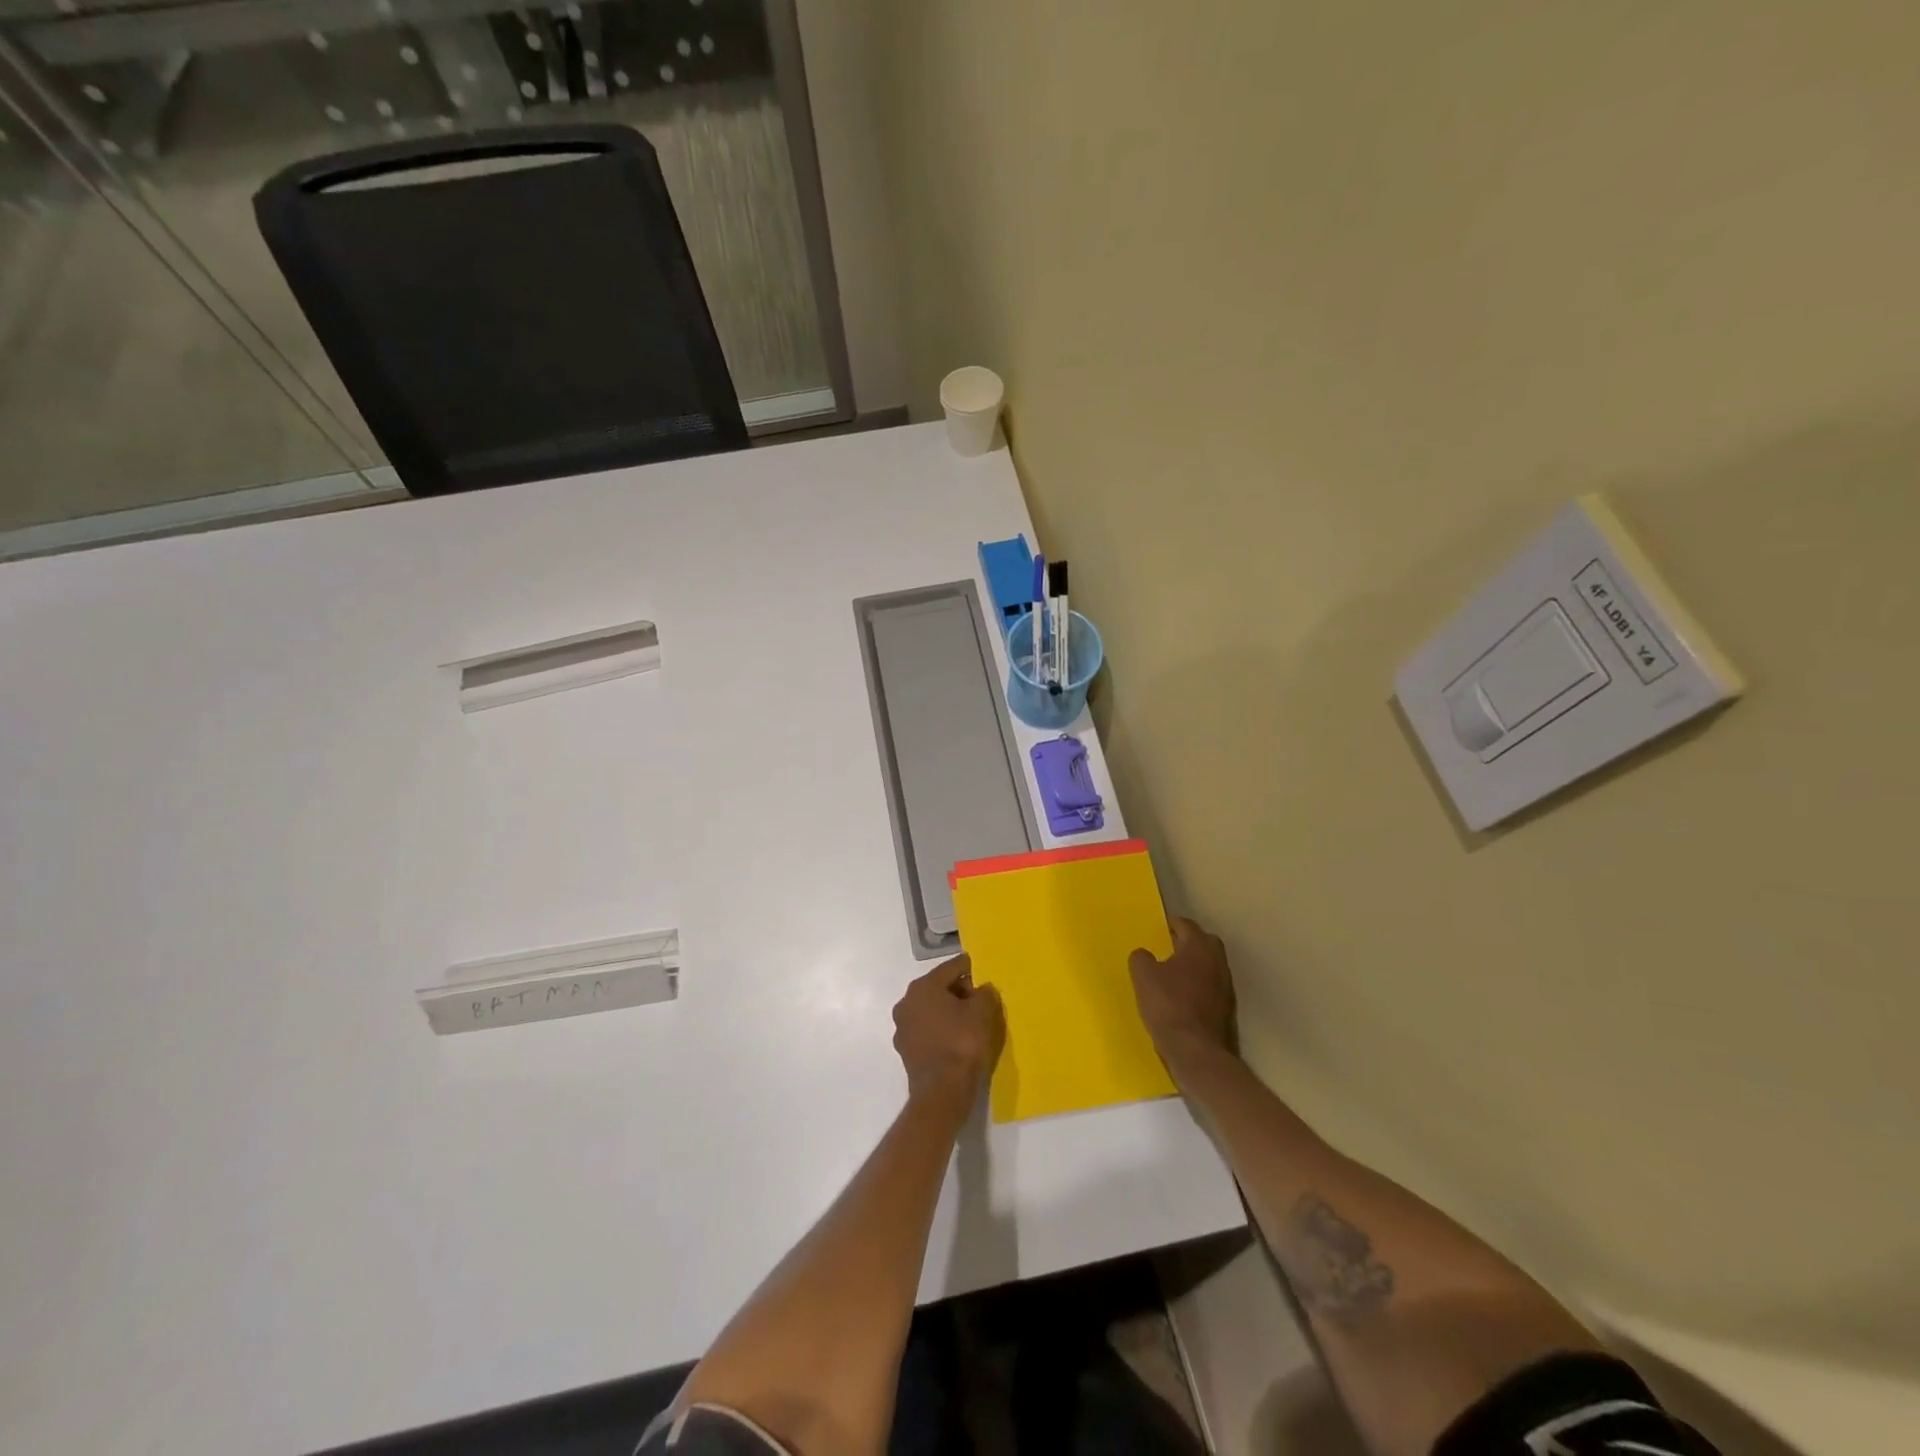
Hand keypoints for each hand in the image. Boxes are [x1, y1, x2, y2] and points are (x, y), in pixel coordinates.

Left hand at [892, 955, 1004, 1105]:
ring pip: (931, 1010)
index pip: (951, 967)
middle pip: (938, 987)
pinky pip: (927, 1030)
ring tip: (971, 1020)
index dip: (970, 967)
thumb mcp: (982, 1012)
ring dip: (949, 1011)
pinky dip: (941, 1030)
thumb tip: (981, 989)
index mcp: (923, 987)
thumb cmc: (962, 1043)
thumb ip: (984, 993)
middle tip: (980, 999)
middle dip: (959, 990)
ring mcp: (903, 1028)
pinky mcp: (906, 1050)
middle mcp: (906, 1002)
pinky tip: (957, 1039)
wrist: (942, 1092)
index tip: (983, 970)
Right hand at [1129, 917, 1236, 1074]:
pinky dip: (1200, 986)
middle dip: (1189, 942)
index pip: (1187, 925)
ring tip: (1174, 973)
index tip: (1161, 928)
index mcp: (1199, 947)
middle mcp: (1217, 961)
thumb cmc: (1168, 1005)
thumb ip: (1141, 958)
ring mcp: (1226, 986)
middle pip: (1204, 942)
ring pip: (1210, 965)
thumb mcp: (1143, 976)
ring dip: (1195, 965)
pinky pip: (1211, 987)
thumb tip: (1145, 954)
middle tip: (1169, 947)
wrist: (1196, 1050)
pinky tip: (1184, 996)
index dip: (1172, 924)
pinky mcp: (1227, 1009)